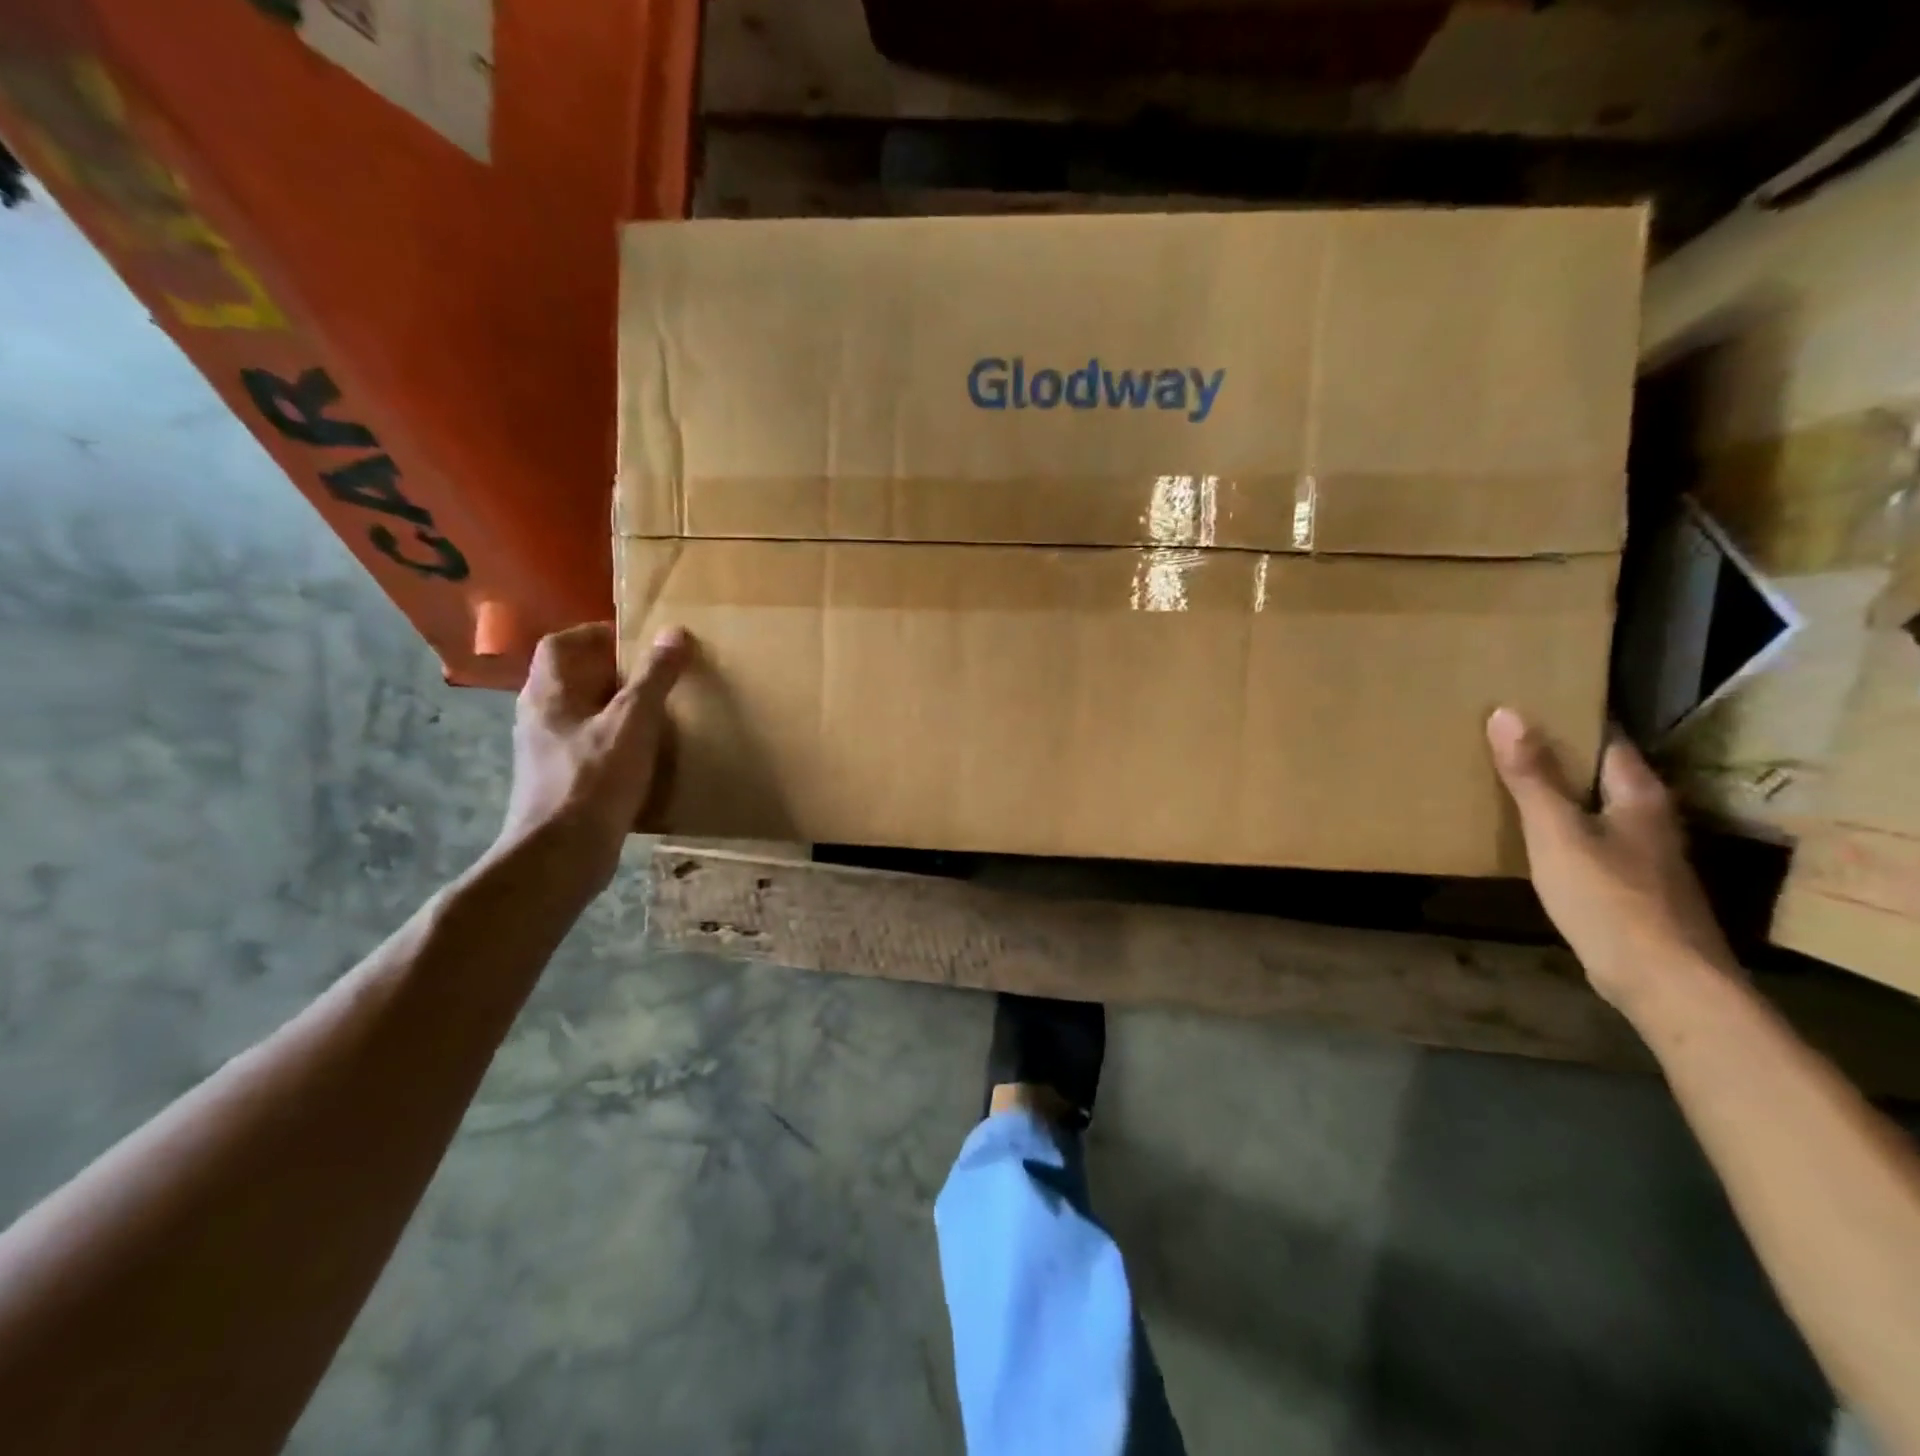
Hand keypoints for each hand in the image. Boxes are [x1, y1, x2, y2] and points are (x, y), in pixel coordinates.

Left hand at [494, 623, 691, 893]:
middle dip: (615, 672)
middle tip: (659, 675)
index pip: (561, 644)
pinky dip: (618, 741)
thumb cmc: (594, 780)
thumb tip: (676, 633)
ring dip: (618, 708)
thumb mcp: (633, 722)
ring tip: (660, 712)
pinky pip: (591, 746)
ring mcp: (547, 752)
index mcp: (547, 694)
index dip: (596, 635)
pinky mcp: (562, 782)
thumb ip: (654, 677)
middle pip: (574, 678)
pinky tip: (647, 755)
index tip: (637, 640)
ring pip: (584, 715)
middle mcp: (539, 717)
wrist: (561, 856)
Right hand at [1486, 708, 1736, 1009]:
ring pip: (1595, 809)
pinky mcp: (1631, 888)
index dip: (1570, 720)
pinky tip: (1531, 837)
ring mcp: (1644, 856)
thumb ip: (1531, 776)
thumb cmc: (1609, 898)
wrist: (1664, 982)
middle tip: (1502, 739)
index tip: (1525, 704)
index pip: (1608, 740)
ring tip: (1507, 781)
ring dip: (1557, 794)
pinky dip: (1560, 829)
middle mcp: (1649, 819)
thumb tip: (1506, 712)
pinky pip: (1589, 841)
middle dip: (1557, 755)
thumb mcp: (1557, 832)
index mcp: (1639, 796)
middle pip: (1600, 774)